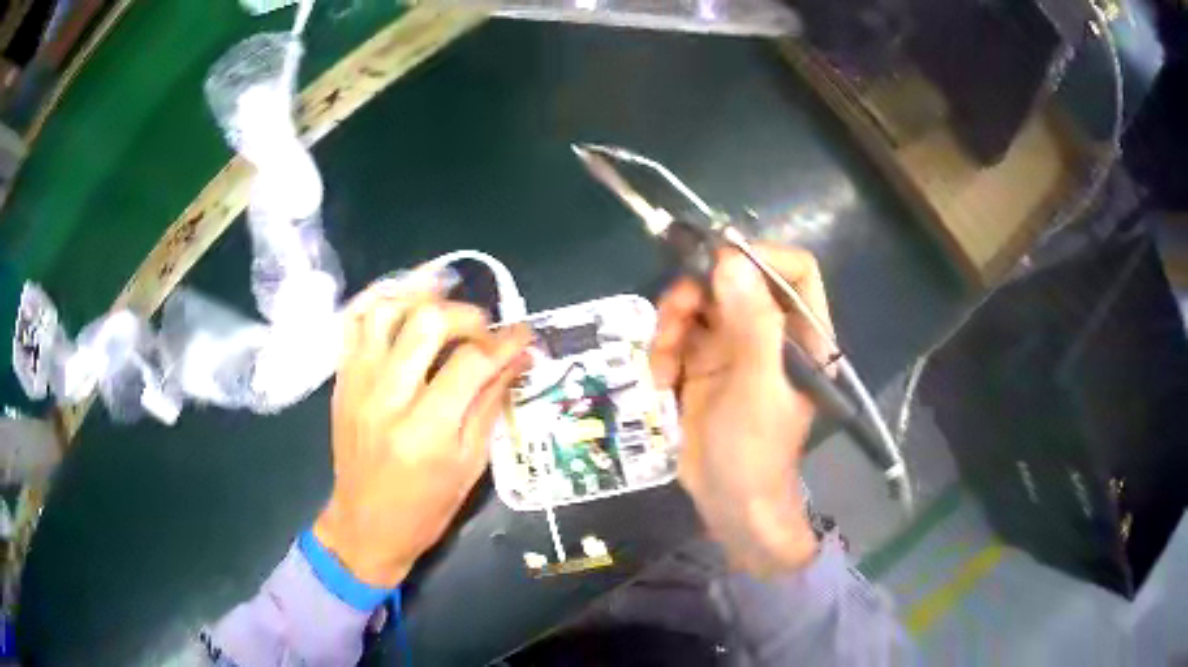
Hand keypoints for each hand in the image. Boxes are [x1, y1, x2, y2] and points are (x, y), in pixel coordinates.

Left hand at [314, 276, 531, 587]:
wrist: (365, 526)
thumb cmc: (425, 508)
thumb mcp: (470, 465)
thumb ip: (491, 404)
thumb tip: (519, 359)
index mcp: (427, 431)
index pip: (471, 363)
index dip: (505, 342)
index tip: (524, 334)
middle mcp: (387, 399)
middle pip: (427, 323)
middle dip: (466, 315)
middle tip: (484, 329)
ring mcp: (357, 385)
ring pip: (385, 311)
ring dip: (421, 297)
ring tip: (445, 304)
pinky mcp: (341, 381)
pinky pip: (354, 323)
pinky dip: (381, 302)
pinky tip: (404, 303)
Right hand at [651, 245, 833, 576]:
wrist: (728, 502)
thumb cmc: (754, 451)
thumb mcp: (757, 387)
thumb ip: (752, 324)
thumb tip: (731, 260)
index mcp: (800, 334)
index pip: (794, 271)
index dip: (760, 256)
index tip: (717, 263)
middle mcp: (769, 332)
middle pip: (733, 280)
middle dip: (696, 293)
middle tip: (672, 317)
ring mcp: (733, 346)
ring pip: (699, 303)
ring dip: (671, 325)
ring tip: (661, 363)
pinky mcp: (703, 363)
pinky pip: (678, 334)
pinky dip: (662, 351)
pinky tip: (661, 382)